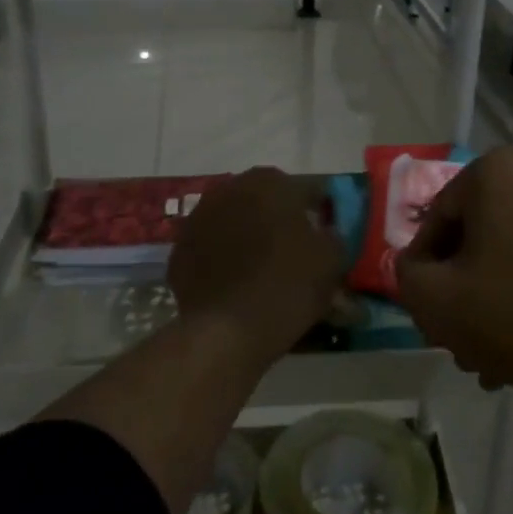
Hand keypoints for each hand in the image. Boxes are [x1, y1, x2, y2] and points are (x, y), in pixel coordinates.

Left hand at [167, 167, 342, 356]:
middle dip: (281, 221)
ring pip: (235, 223)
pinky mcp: (179, 250)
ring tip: (264, 271)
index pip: (306, 190)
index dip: (320, 212)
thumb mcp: (332, 259)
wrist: (227, 331)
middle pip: (266, 202)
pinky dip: (223, 260)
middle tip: (295, 254)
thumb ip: (333, 236)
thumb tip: (326, 233)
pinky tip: (236, 285)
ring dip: (249, 237)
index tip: (326, 236)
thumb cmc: (287, 285)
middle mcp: (231, 188)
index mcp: (271, 182)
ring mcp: (199, 218)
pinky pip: (211, 249)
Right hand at [395, 147, 512, 406]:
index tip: (428, 314)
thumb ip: (407, 276)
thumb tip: (416, 265)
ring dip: (491, 295)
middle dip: (461, 288)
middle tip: (456, 338)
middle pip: (476, 232)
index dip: (425, 270)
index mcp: (496, 168)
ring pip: (510, 247)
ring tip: (488, 355)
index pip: (437, 218)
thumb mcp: (439, 302)